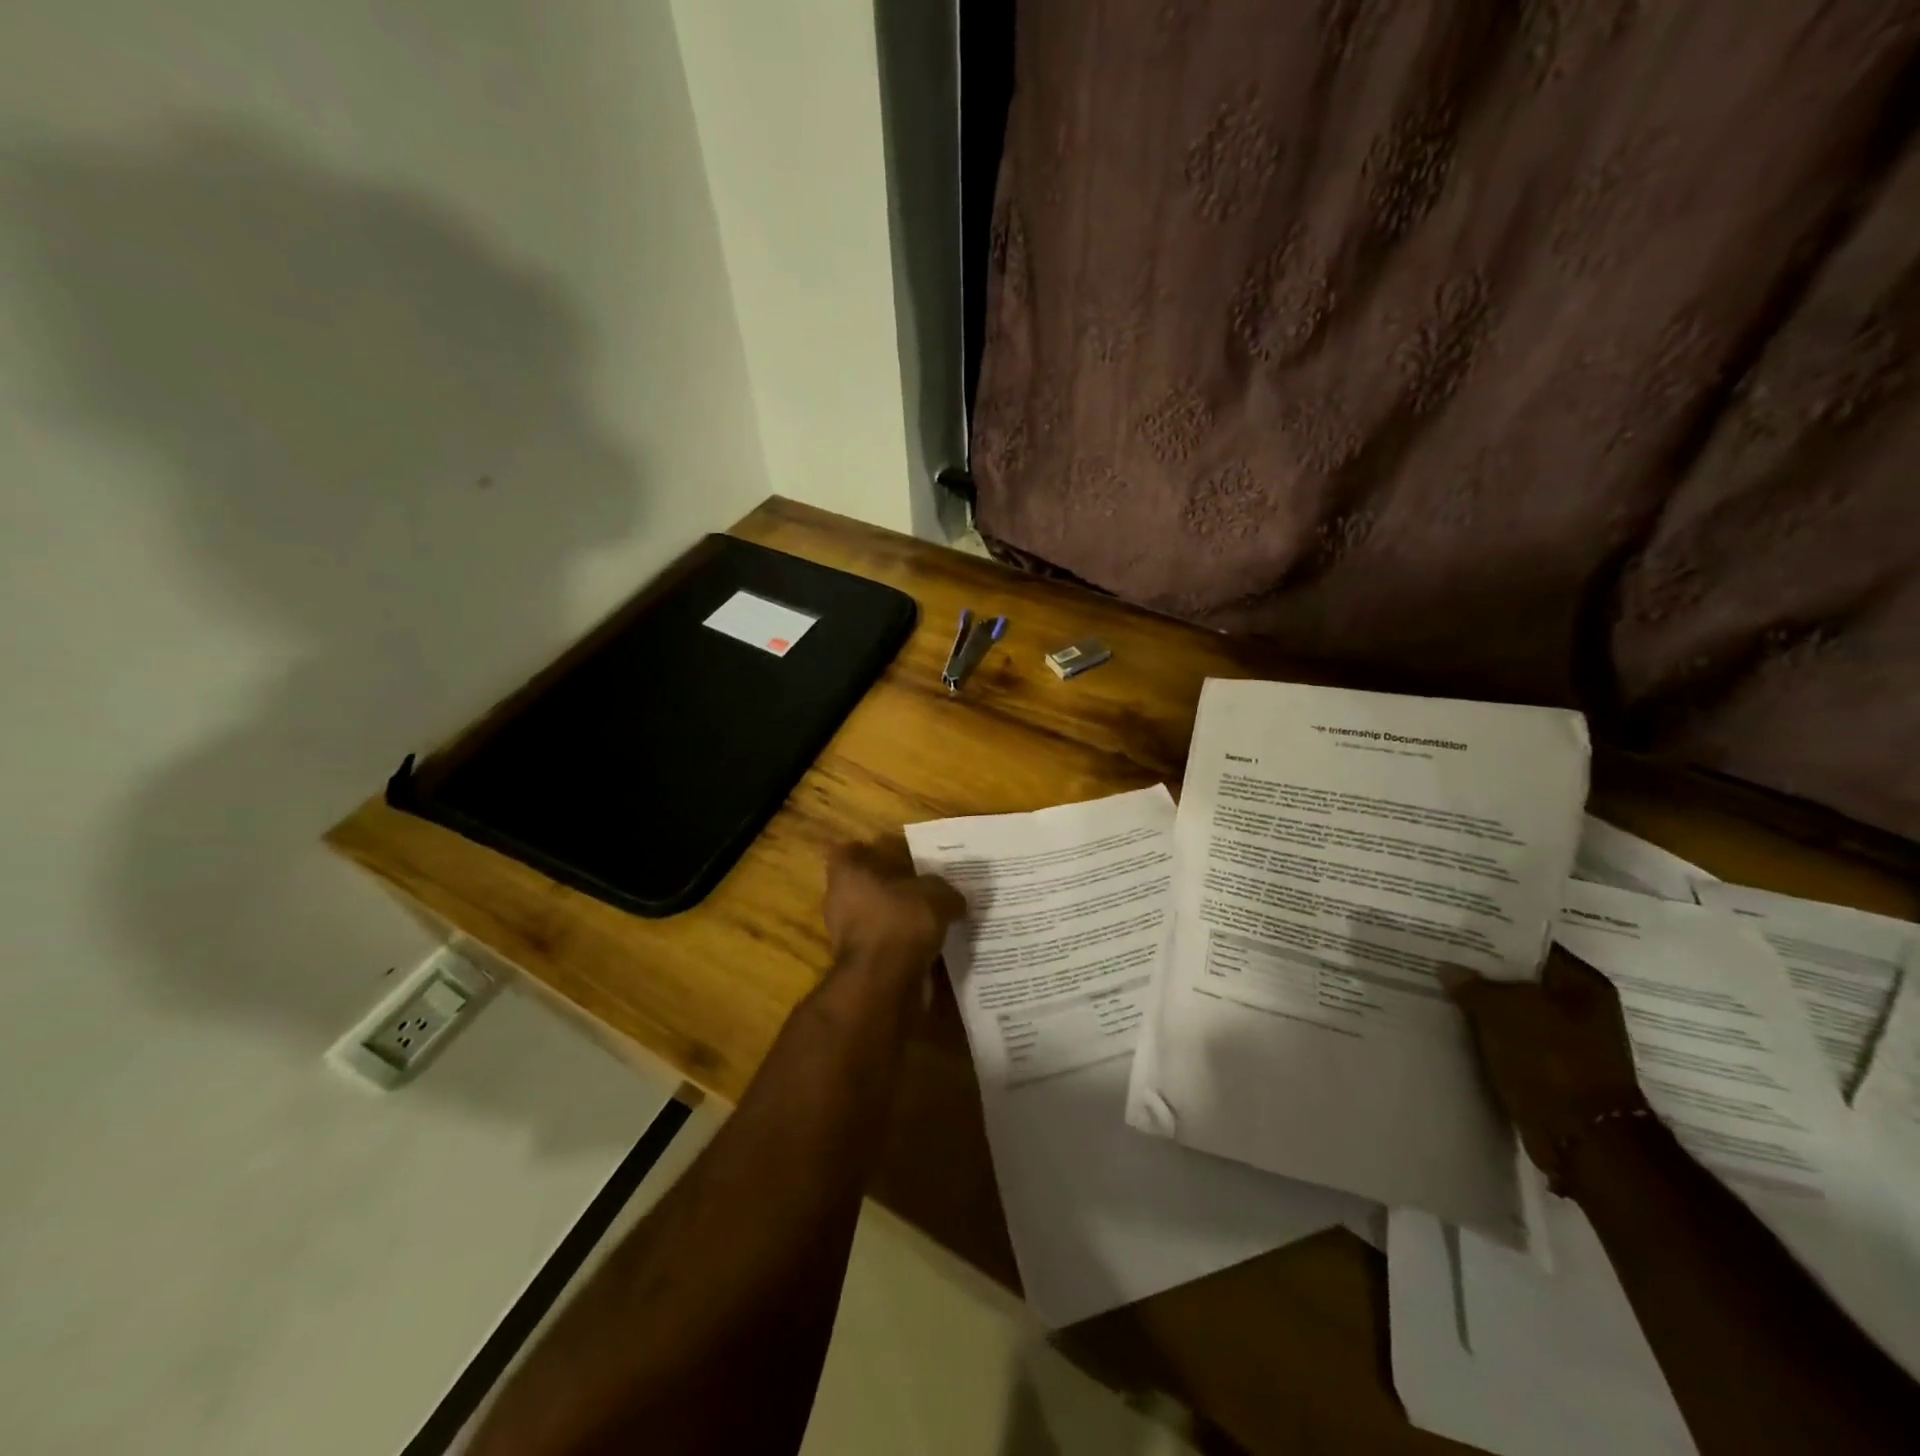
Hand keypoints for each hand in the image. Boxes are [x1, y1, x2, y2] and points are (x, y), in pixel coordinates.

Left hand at [823, 840, 966, 982]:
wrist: (885, 983)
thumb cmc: (900, 922)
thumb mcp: (935, 895)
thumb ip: (944, 891)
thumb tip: (956, 899)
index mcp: (848, 876)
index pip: (845, 853)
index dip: (863, 850)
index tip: (883, 851)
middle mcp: (839, 904)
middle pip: (859, 887)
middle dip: (885, 886)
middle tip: (917, 884)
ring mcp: (846, 938)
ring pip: (871, 918)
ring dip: (894, 918)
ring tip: (927, 916)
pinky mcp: (860, 966)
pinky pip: (883, 947)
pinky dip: (900, 946)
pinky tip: (927, 945)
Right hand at [1443, 947, 1649, 1189]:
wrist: (1583, 1139)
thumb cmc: (1553, 1062)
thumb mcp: (1506, 1012)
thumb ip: (1474, 985)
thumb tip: (1448, 969)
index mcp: (1583, 986)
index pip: (1531, 946)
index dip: (1492, 937)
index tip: (1453, 930)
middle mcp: (1579, 1008)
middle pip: (1520, 978)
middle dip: (1481, 971)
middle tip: (1437, 956)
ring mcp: (1566, 1040)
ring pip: (1512, 1010)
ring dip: (1481, 1004)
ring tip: (1438, 987)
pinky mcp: (1549, 1067)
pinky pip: (1510, 1038)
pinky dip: (1487, 1032)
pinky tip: (1454, 1023)